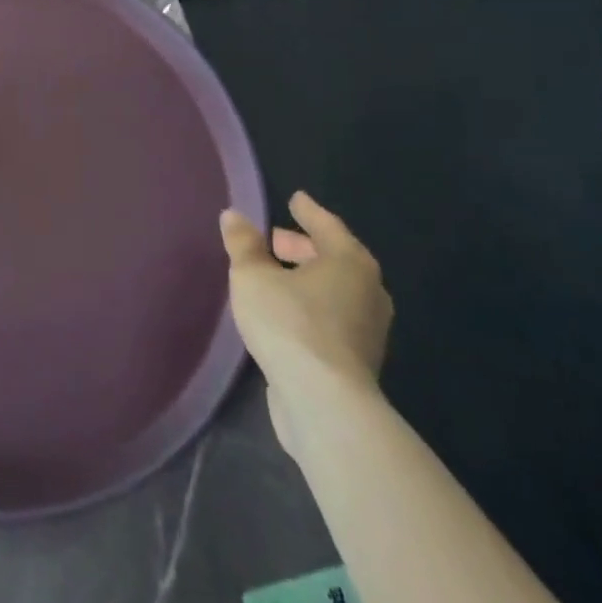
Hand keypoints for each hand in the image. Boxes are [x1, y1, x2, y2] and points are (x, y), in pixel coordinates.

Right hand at [220, 192, 392, 452]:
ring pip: (335, 290)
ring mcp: (368, 329)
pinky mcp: (358, 360)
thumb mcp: (253, 276)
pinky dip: (312, 305)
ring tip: (276, 277)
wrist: (324, 403)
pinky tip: (286, 312)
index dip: (308, 211)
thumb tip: (234, 216)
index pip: (327, 225)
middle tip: (275, 240)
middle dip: (304, 247)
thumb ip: (243, 244)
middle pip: (335, 258)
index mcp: (349, 262)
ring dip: (307, 279)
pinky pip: (333, 317)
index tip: (295, 199)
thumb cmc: (289, 324)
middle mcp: (368, 291)